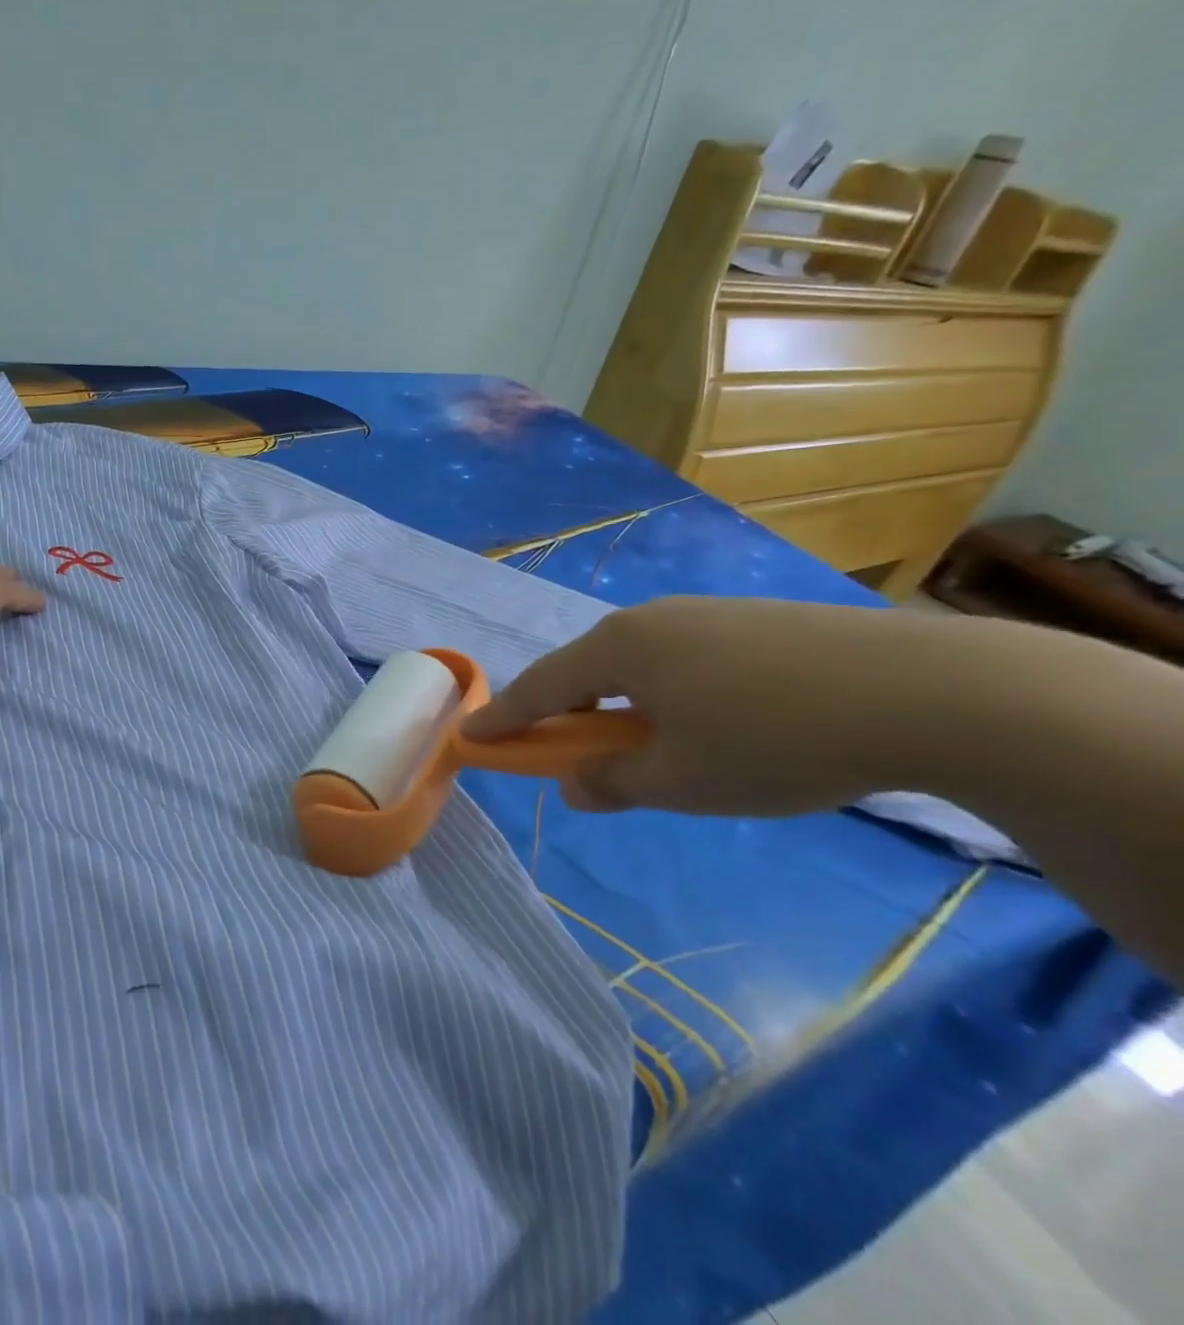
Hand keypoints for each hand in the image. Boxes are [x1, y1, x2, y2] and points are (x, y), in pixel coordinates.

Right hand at [460, 597, 969, 815]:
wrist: (929, 690)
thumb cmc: (773, 739)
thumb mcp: (680, 780)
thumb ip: (611, 781)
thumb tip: (573, 785)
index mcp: (618, 648)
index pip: (539, 687)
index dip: (502, 719)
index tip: (470, 739)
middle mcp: (650, 619)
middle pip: (585, 669)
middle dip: (566, 713)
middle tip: (567, 753)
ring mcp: (705, 614)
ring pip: (638, 664)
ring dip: (622, 705)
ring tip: (648, 747)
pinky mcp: (755, 621)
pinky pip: (683, 659)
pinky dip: (669, 694)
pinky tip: (711, 723)